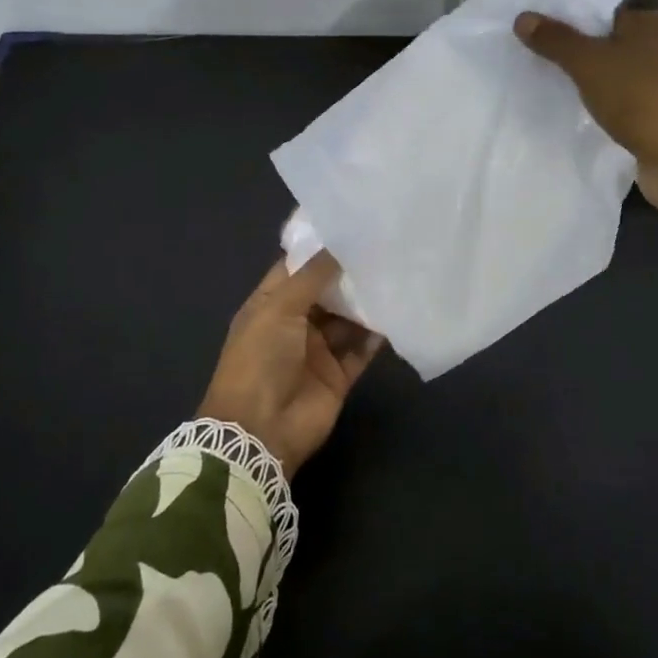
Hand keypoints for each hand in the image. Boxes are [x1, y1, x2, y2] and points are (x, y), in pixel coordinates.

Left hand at [198, 253, 381, 477]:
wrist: (260, 431)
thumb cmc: (260, 359)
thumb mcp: (278, 308)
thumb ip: (312, 277)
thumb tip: (339, 244)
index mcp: (271, 304)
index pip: (297, 268)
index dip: (320, 249)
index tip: (352, 226)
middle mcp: (295, 323)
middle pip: (327, 292)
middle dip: (350, 273)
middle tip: (384, 246)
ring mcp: (318, 350)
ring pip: (348, 319)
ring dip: (367, 301)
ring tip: (396, 273)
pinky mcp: (339, 375)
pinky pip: (362, 349)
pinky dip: (377, 333)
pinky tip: (397, 312)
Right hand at [514, 6, 657, 269]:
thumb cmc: (639, 96)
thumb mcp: (588, 63)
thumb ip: (556, 40)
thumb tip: (523, 17)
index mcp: (650, 24)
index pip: (605, 14)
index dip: (574, 24)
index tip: (541, 37)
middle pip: (611, 46)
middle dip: (581, 58)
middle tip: (540, 66)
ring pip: (618, 79)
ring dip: (594, 88)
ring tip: (554, 93)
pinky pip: (625, 108)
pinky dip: (607, 112)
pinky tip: (583, 120)